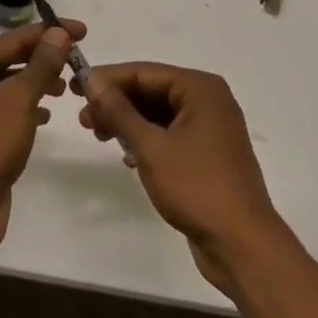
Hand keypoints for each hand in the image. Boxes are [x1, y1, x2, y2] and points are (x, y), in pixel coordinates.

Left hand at [0, 20, 82, 258]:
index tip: (83, 31)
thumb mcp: (17, 99)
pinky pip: (9, 110)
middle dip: (44, 58)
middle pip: (11, 59)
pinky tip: (47, 113)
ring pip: (12, 85)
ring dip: (39, 82)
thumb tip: (59, 33)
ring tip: (67, 86)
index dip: (49, 33)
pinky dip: (29, 107)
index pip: (13, 39)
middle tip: (79, 59)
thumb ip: (41, 64)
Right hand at [78, 63, 288, 294]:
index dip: (108, 79)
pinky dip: (146, 139)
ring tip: (98, 135)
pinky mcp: (207, 154)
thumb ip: (119, 111)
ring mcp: (210, 128)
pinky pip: (169, 134)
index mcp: (200, 88)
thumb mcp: (151, 147)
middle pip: (152, 90)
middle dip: (116, 103)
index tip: (76, 87)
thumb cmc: (197, 187)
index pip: (145, 72)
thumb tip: (93, 80)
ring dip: (128, 122)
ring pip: (159, 113)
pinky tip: (126, 155)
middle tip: (83, 118)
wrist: (242, 245)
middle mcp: (208, 100)